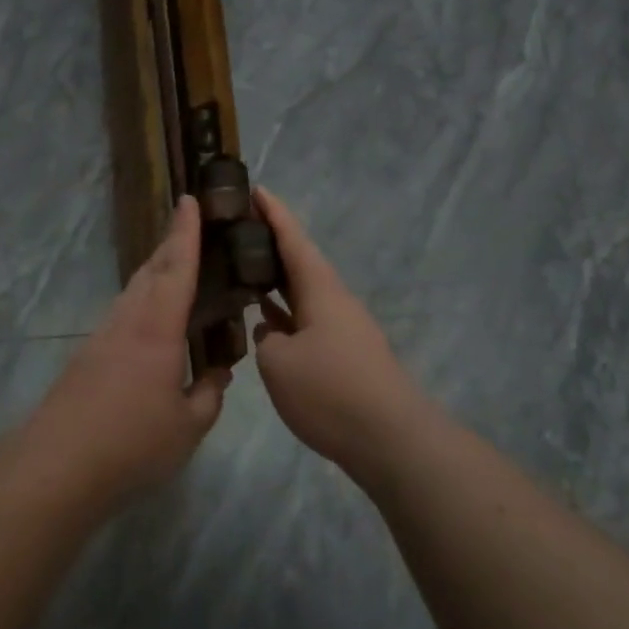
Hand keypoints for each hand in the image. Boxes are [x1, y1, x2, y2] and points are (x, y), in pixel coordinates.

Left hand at [16, 196, 230, 507]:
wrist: (57, 465)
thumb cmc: (132, 443)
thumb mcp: (187, 426)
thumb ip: (209, 394)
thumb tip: (219, 373)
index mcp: (156, 329)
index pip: (177, 269)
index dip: (185, 232)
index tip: (189, 199)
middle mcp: (126, 322)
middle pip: (150, 271)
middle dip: (170, 244)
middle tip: (188, 226)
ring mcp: (102, 337)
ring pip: (133, 292)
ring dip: (154, 272)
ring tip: (175, 269)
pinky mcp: (87, 357)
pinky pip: (122, 315)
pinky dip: (142, 303)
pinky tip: (150, 323)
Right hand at [253, 188, 431, 480]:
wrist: (391, 440)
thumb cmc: (331, 391)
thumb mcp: (279, 363)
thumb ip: (266, 340)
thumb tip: (272, 335)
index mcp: (321, 290)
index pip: (294, 240)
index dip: (273, 213)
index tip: (255, 188)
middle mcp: (334, 302)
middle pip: (300, 263)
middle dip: (271, 245)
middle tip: (237, 230)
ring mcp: (342, 330)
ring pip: (302, 294)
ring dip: (275, 281)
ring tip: (242, 271)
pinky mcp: (345, 357)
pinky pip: (307, 322)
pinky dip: (284, 315)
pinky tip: (263, 323)